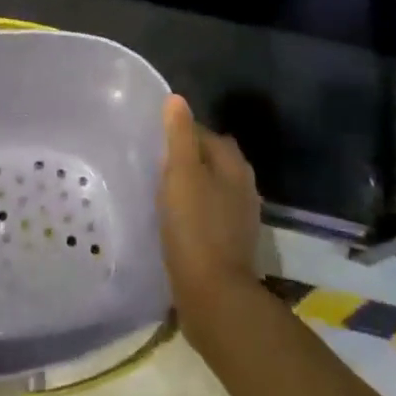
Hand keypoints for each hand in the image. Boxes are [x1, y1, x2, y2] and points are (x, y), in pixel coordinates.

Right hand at [158, 94, 261, 343]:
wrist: (215, 296)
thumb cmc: (195, 227)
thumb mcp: (181, 174)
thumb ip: (179, 135)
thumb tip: (177, 98)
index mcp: (233, 163)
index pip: (204, 132)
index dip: (179, 131)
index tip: (152, 138)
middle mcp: (243, 184)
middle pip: (210, 158)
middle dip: (186, 156)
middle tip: (153, 161)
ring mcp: (240, 215)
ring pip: (210, 185)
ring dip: (190, 184)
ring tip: (159, 188)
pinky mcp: (230, 241)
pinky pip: (209, 212)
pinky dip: (193, 209)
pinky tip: (173, 218)